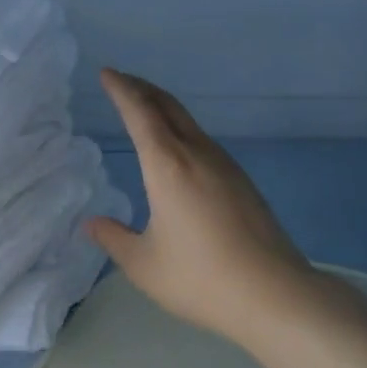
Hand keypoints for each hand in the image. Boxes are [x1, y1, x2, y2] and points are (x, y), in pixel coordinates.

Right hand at [87, 69, 313, 348]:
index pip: (139, 112)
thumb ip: (113, 239)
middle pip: (167, 105)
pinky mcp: (242, 181)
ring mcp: (224, 165)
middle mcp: (196, 153)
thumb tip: (91, 223)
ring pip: (188, 121)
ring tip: (145, 110)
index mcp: (167, 165)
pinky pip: (203, 139)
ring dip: (163, 107)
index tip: (106, 73)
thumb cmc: (200, 277)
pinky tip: (178, 149)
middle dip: (142, 88)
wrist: (275, 295)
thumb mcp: (143, 264)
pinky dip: (180, 128)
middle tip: (121, 81)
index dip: (121, 89)